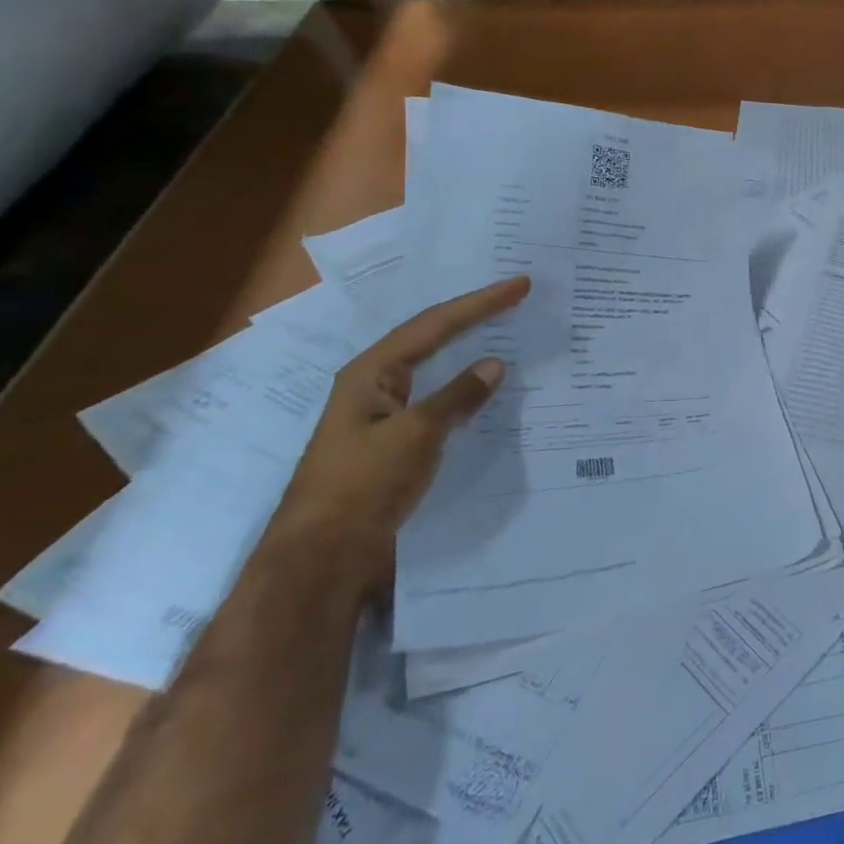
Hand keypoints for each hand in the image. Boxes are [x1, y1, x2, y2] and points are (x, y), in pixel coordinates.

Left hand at [271, 276, 530, 592]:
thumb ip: (458, 396)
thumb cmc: (363, 485)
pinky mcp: (395, 441)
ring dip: (469, 349)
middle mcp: (376, 384)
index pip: (435, 324)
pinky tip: (486, 389)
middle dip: (474, 316)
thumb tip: (495, 364)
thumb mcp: (416, 434)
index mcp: (372, 372)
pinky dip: (465, 387)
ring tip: (506, 331)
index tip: (520, 286)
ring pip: (435, 368)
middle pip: (432, 337)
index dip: (480, 303)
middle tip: (516, 298)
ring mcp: (385, 413)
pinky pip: (438, 399)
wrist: (322, 557)